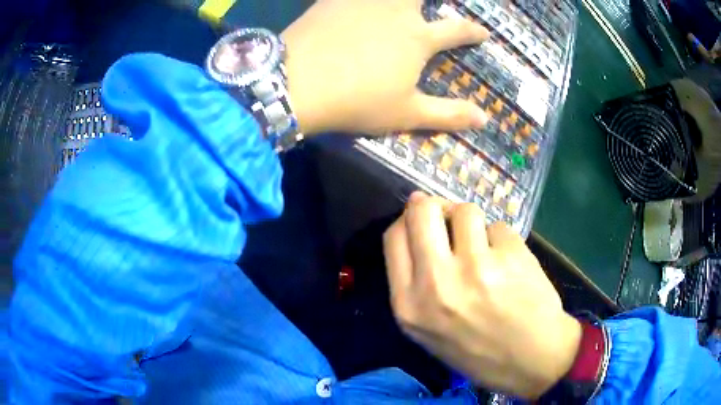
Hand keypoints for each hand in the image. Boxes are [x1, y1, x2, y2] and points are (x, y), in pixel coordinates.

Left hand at [281, 0, 488, 134]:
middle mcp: (396, 11)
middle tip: (433, 5)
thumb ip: (448, 114)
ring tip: (398, 5)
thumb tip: (485, 119)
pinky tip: (352, 2)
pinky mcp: (332, 0)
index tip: (484, 33)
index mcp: (417, 38)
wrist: (297, 83)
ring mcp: (363, 1)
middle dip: (434, 0)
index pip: (456, 31)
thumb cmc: (356, 101)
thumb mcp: (406, 114)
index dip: (473, 32)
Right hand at [383, 192, 581, 398]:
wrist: (532, 361)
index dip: (408, 220)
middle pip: (422, 211)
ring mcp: (476, 267)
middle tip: (449, 217)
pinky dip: (501, 239)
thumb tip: (421, 235)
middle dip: (434, 205)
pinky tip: (510, 263)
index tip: (422, 221)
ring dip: (473, 223)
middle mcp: (436, 282)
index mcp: (409, 305)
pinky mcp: (510, 256)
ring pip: (465, 210)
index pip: (394, 237)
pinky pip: (498, 227)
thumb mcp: (429, 331)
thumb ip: (416, 285)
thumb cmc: (478, 351)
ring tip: (485, 246)